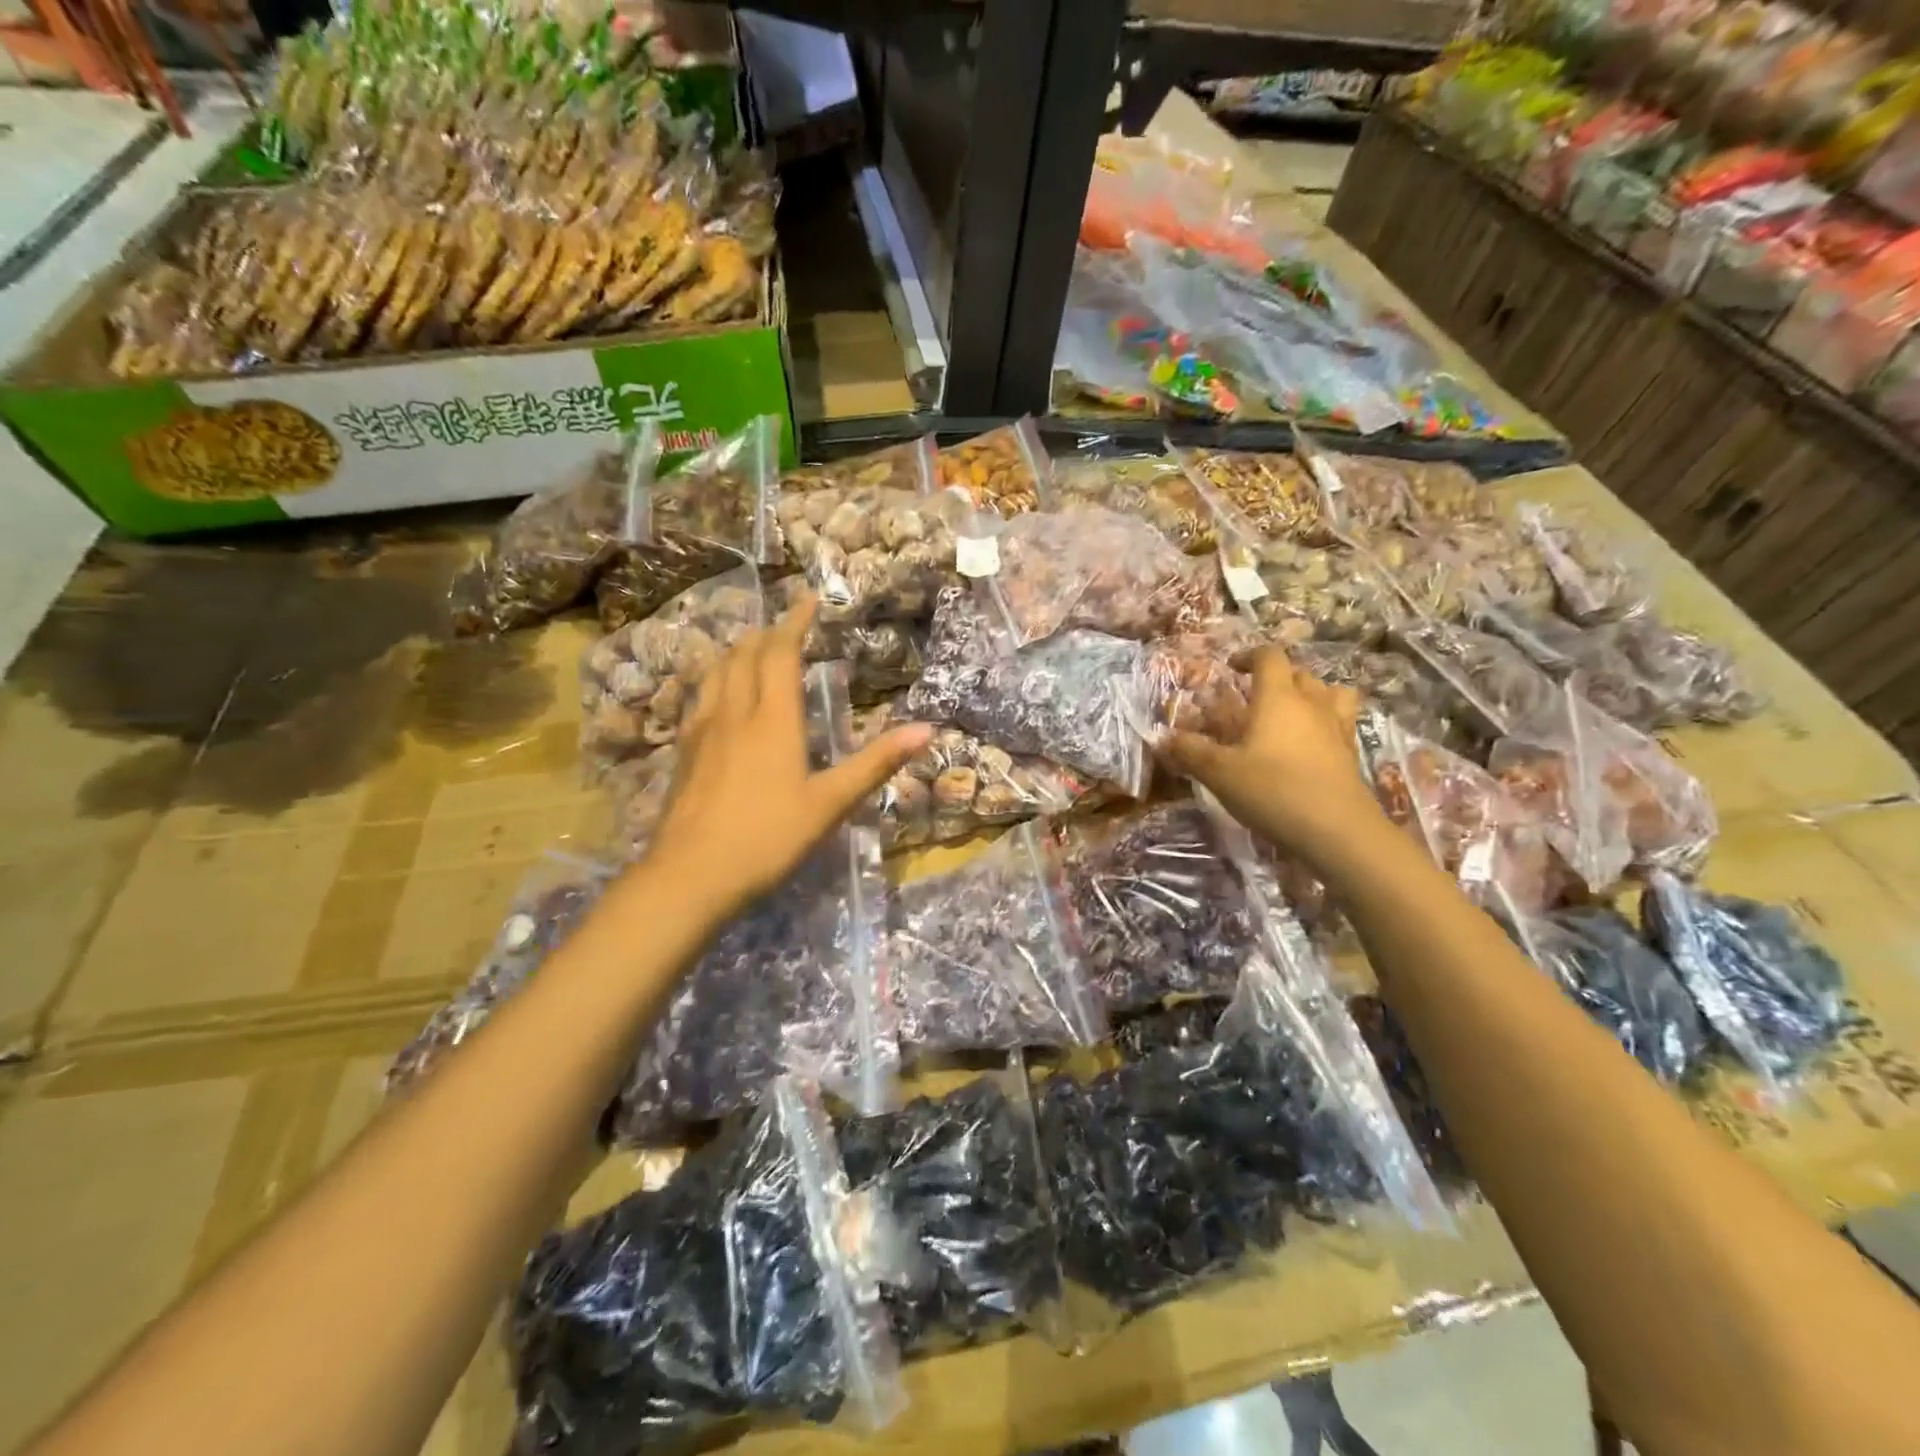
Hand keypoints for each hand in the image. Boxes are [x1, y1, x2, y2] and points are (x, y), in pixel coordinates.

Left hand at [639, 593, 931, 920]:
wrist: (690, 876)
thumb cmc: (768, 838)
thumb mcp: (830, 803)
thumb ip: (876, 764)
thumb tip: (927, 730)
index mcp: (773, 718)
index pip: (781, 653)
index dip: (795, 622)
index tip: (808, 599)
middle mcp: (734, 712)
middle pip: (745, 655)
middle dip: (767, 634)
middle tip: (787, 627)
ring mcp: (701, 731)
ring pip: (716, 672)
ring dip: (737, 652)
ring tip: (752, 649)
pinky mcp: (682, 753)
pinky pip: (699, 698)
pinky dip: (715, 680)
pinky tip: (718, 698)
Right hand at [1161, 648, 1383, 867]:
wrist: (1336, 830)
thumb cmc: (1273, 790)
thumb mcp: (1219, 773)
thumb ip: (1190, 751)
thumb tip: (1163, 737)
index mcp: (1278, 697)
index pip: (1269, 657)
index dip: (1249, 656)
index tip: (1232, 668)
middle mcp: (1311, 703)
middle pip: (1299, 673)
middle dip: (1276, 677)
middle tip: (1255, 696)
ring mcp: (1337, 727)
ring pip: (1329, 693)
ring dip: (1310, 694)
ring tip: (1292, 712)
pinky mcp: (1350, 752)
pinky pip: (1341, 721)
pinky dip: (1325, 722)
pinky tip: (1310, 744)